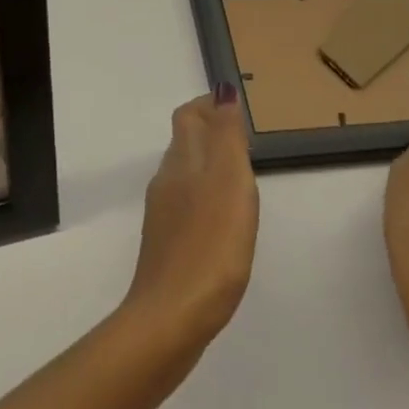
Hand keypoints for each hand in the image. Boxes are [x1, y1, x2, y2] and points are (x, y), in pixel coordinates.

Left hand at [123, 86, 258, 351]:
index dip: (208, 105)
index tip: (236, 106)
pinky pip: (187, 205)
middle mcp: (167, 181)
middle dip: (211, 132)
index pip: (188, 117)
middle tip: (245, 138)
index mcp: (182, 162)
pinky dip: (206, 196)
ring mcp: (163, 215)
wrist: (172, 316)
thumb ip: (227, 136)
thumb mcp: (229, 182)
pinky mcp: (168, 244)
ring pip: (185, 173)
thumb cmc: (210, 244)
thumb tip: (222, 91)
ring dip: (209, 164)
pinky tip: (224, 219)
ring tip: (241, 175)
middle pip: (185, 143)